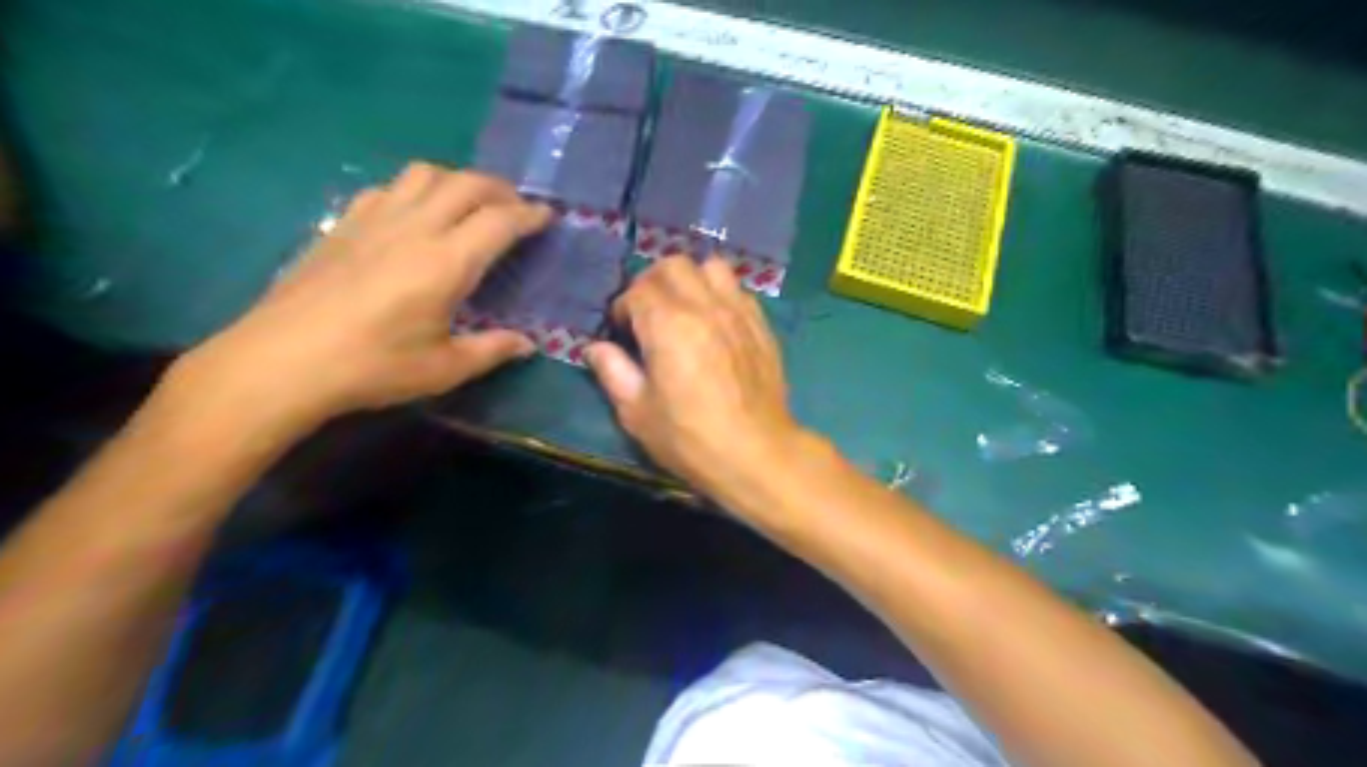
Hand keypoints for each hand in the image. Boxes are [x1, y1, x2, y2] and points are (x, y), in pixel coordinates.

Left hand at [167, 163, 548, 437]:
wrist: (281, 362)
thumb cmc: (372, 368)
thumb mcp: (444, 369)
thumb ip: (492, 350)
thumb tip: (527, 344)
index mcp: (447, 263)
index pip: (500, 221)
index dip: (530, 215)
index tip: (548, 217)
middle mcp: (414, 228)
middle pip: (466, 183)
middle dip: (501, 189)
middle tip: (516, 208)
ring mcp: (374, 220)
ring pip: (424, 174)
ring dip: (457, 180)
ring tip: (469, 204)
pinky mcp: (343, 224)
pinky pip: (388, 188)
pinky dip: (415, 191)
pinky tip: (413, 215)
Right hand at [584, 253, 803, 498]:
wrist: (756, 453)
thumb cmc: (690, 438)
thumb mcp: (638, 413)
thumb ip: (614, 372)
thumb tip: (596, 348)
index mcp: (668, 325)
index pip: (637, 291)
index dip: (622, 308)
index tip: (621, 331)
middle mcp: (704, 306)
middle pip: (673, 265)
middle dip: (652, 282)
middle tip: (648, 313)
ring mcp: (738, 312)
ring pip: (711, 267)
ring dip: (691, 280)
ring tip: (684, 308)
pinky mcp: (761, 325)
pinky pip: (738, 289)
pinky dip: (720, 293)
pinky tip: (715, 322)